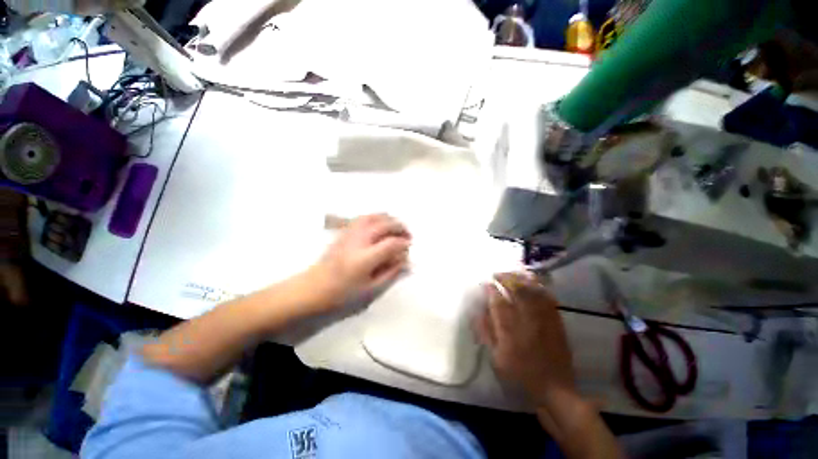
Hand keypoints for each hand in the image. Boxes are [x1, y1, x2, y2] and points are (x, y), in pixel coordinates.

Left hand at [308, 214, 410, 309]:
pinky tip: (380, 225)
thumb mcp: (370, 292)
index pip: (391, 244)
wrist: (311, 291)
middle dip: (399, 227)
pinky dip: (376, 218)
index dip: (404, 243)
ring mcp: (349, 234)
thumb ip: (390, 274)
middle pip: (383, 225)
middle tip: (407, 236)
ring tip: (396, 227)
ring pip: (373, 217)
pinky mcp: (343, 233)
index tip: (410, 247)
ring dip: (388, 219)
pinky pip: (363, 218)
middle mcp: (357, 241)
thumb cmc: (342, 296)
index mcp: (364, 258)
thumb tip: (405, 261)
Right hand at [474, 273, 575, 403]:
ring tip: (512, 274)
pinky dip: (538, 286)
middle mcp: (528, 319)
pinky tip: (532, 282)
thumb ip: (487, 332)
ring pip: (533, 289)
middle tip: (496, 274)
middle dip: (505, 278)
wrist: (555, 389)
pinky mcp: (556, 320)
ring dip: (521, 278)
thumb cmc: (521, 374)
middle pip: (517, 289)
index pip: (498, 301)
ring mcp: (544, 318)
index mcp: (511, 329)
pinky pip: (547, 297)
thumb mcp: (496, 358)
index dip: (490, 289)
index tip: (485, 283)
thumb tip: (478, 311)